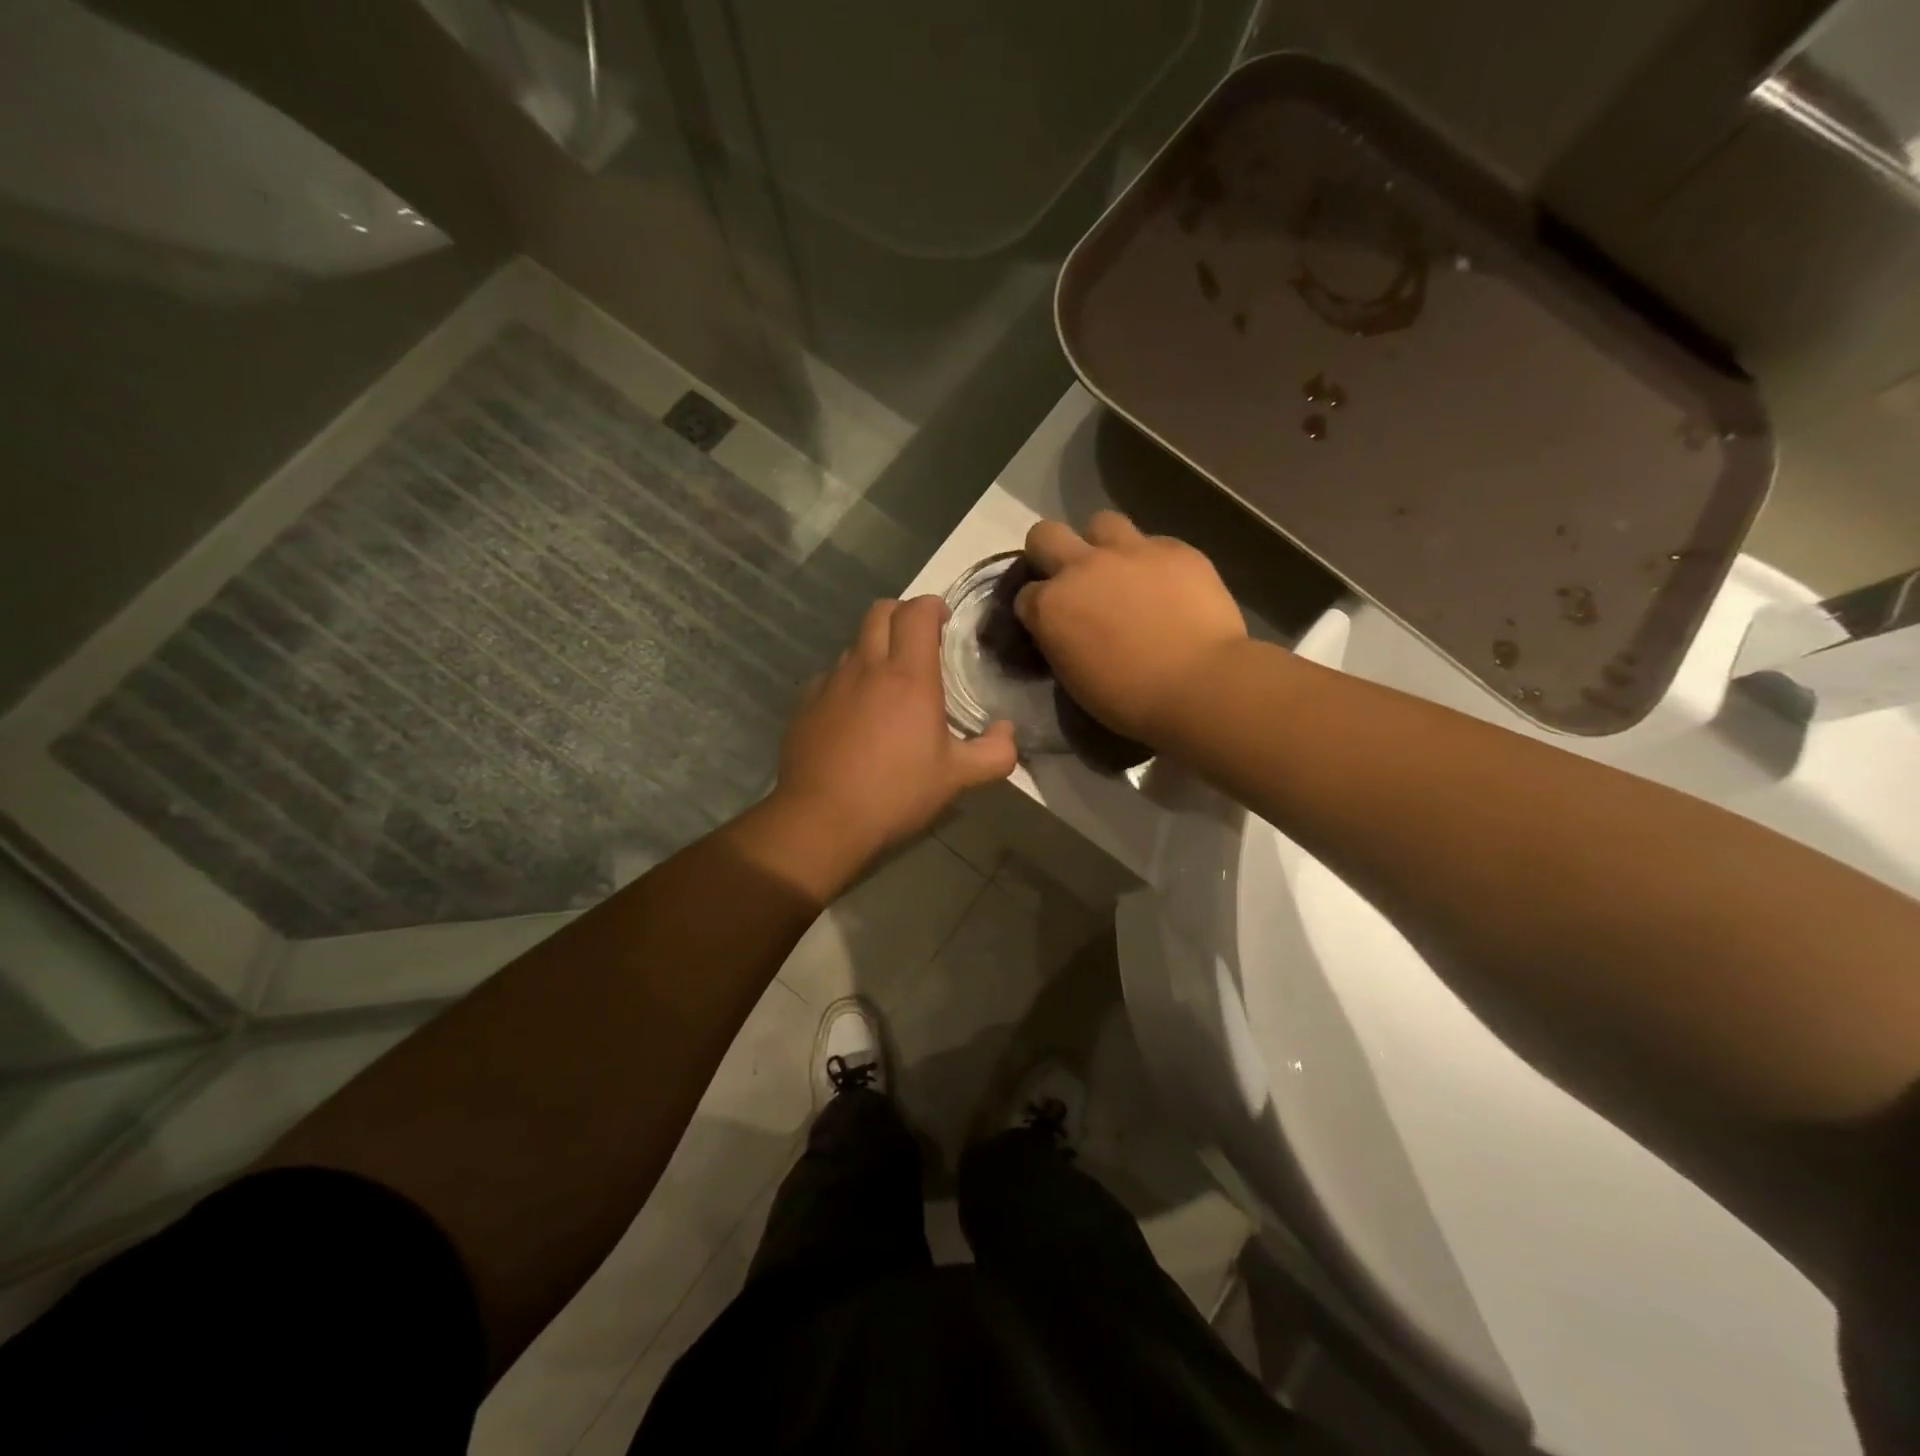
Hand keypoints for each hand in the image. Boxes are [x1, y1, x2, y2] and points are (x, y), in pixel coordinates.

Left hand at [773, 596, 1016, 867]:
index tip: (944, 619)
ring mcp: (831, 683)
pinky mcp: (806, 703)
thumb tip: (1007, 732)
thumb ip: (994, 753)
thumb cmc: (896, 793)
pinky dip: (848, 681)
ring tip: (888, 683)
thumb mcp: (957, 778)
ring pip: (854, 644)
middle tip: (919, 640)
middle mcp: (867, 667)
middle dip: (902, 614)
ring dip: (874, 648)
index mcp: (909, 676)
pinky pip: (831, 676)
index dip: (932, 606)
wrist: (822, 819)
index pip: (917, 612)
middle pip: (880, 611)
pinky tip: (854, 715)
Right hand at [1016, 512, 1248, 744]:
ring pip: (1100, 523)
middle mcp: (1081, 568)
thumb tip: (1066, 631)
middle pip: (1044, 535)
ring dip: (1102, 544)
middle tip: (1070, 577)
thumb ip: (1061, 642)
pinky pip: (1153, 542)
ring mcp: (1129, 551)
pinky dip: (1152, 561)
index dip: (1036, 608)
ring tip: (1120, 570)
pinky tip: (1166, 584)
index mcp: (1050, 607)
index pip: (1024, 595)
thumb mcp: (1075, 679)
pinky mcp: (1174, 549)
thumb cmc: (1130, 699)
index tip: (1049, 623)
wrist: (1200, 685)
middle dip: (1049, 552)